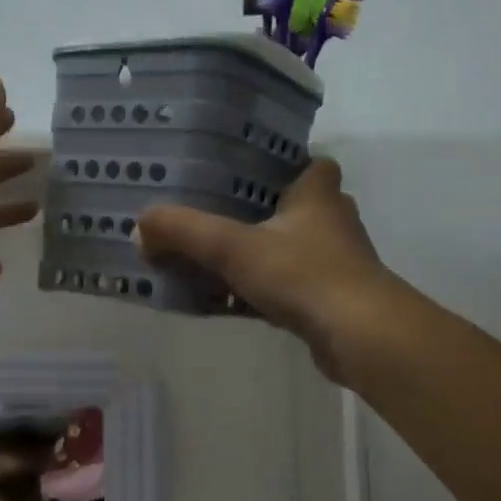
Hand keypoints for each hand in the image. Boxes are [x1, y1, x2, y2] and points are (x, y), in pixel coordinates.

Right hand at [136, 159, 397, 381]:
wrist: (360, 336)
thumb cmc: (303, 274)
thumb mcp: (233, 247)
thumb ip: (185, 232)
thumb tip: (141, 224)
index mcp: (318, 195)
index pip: (311, 164)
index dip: (285, 164)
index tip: (247, 171)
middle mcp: (332, 223)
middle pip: (296, 208)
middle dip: (260, 213)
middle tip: (217, 215)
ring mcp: (335, 264)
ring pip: (290, 250)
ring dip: (259, 256)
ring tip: (213, 259)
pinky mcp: (330, 301)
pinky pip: (288, 288)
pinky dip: (260, 292)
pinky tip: (227, 302)